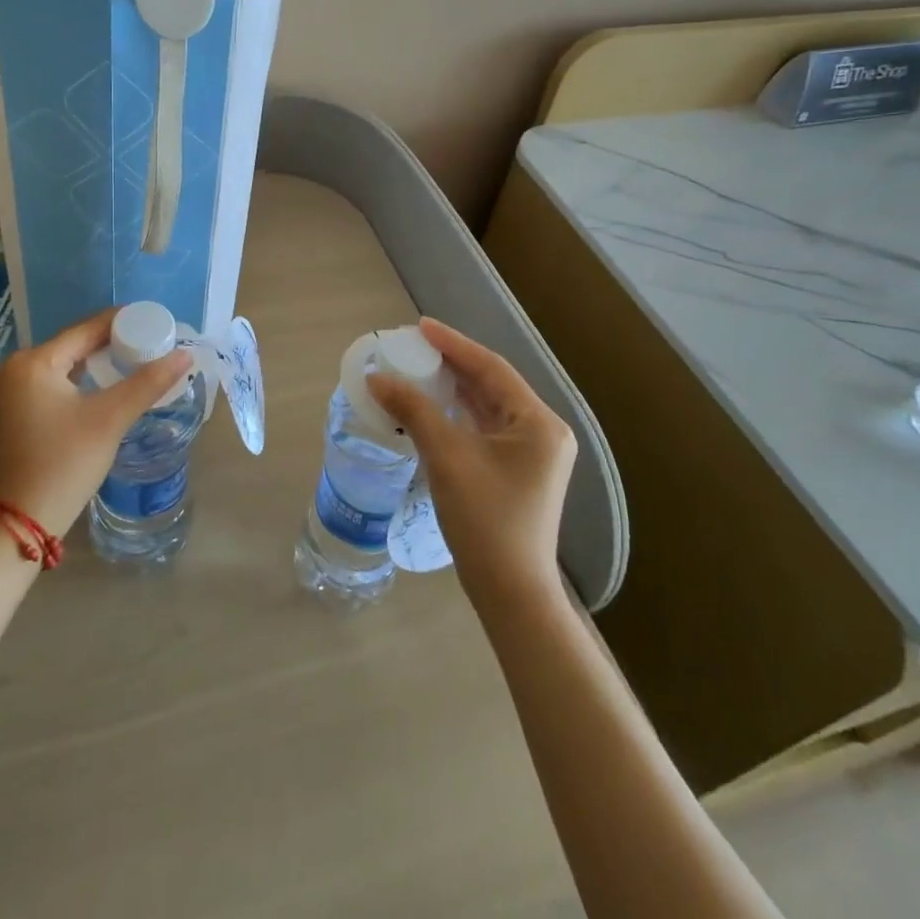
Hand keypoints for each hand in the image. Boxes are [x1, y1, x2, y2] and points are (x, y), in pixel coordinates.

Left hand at [0, 309, 194, 537]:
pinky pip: (55, 380)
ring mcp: (12, 389)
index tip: (157, 322)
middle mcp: (16, 367)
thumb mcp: (110, 419)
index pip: (86, 329)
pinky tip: (108, 383)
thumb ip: (148, 382)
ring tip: (138, 359)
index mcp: (33, 361)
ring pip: (66, 363)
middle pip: (75, 343)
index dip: (124, 322)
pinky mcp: (16, 409)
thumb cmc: (65, 464)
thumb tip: (185, 354)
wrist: (21, 522)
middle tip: (153, 343)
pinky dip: (82, 378)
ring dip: (99, 361)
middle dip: (114, 342)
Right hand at [367, 317, 575, 607]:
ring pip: (486, 407)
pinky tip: (429, 408)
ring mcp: (532, 454)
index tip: (420, 326)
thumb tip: (377, 377)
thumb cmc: (485, 520)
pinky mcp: (517, 472)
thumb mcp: (446, 457)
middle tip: (413, 346)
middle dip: (451, 364)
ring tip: (416, 369)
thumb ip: (413, 411)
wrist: (511, 593)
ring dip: (452, 389)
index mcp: (538, 423)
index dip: (453, 344)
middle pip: (491, 384)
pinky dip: (456, 415)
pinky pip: (484, 428)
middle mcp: (542, 432)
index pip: (492, 368)